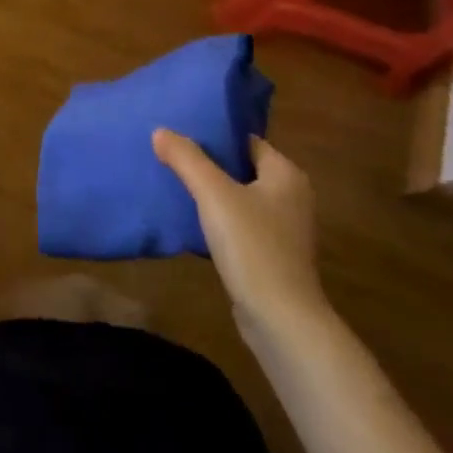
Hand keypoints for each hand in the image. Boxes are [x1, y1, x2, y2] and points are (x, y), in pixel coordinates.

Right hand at [153, 131, 329, 343]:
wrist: (280, 321)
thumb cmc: (252, 246)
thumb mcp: (213, 194)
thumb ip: (187, 159)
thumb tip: (160, 131)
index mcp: (286, 174)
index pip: (246, 141)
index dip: (215, 135)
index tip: (181, 132)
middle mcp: (291, 197)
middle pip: (242, 168)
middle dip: (208, 163)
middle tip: (171, 155)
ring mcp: (284, 229)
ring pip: (239, 198)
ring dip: (212, 193)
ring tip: (174, 183)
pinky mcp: (273, 256)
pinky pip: (240, 225)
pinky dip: (219, 220)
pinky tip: (191, 221)